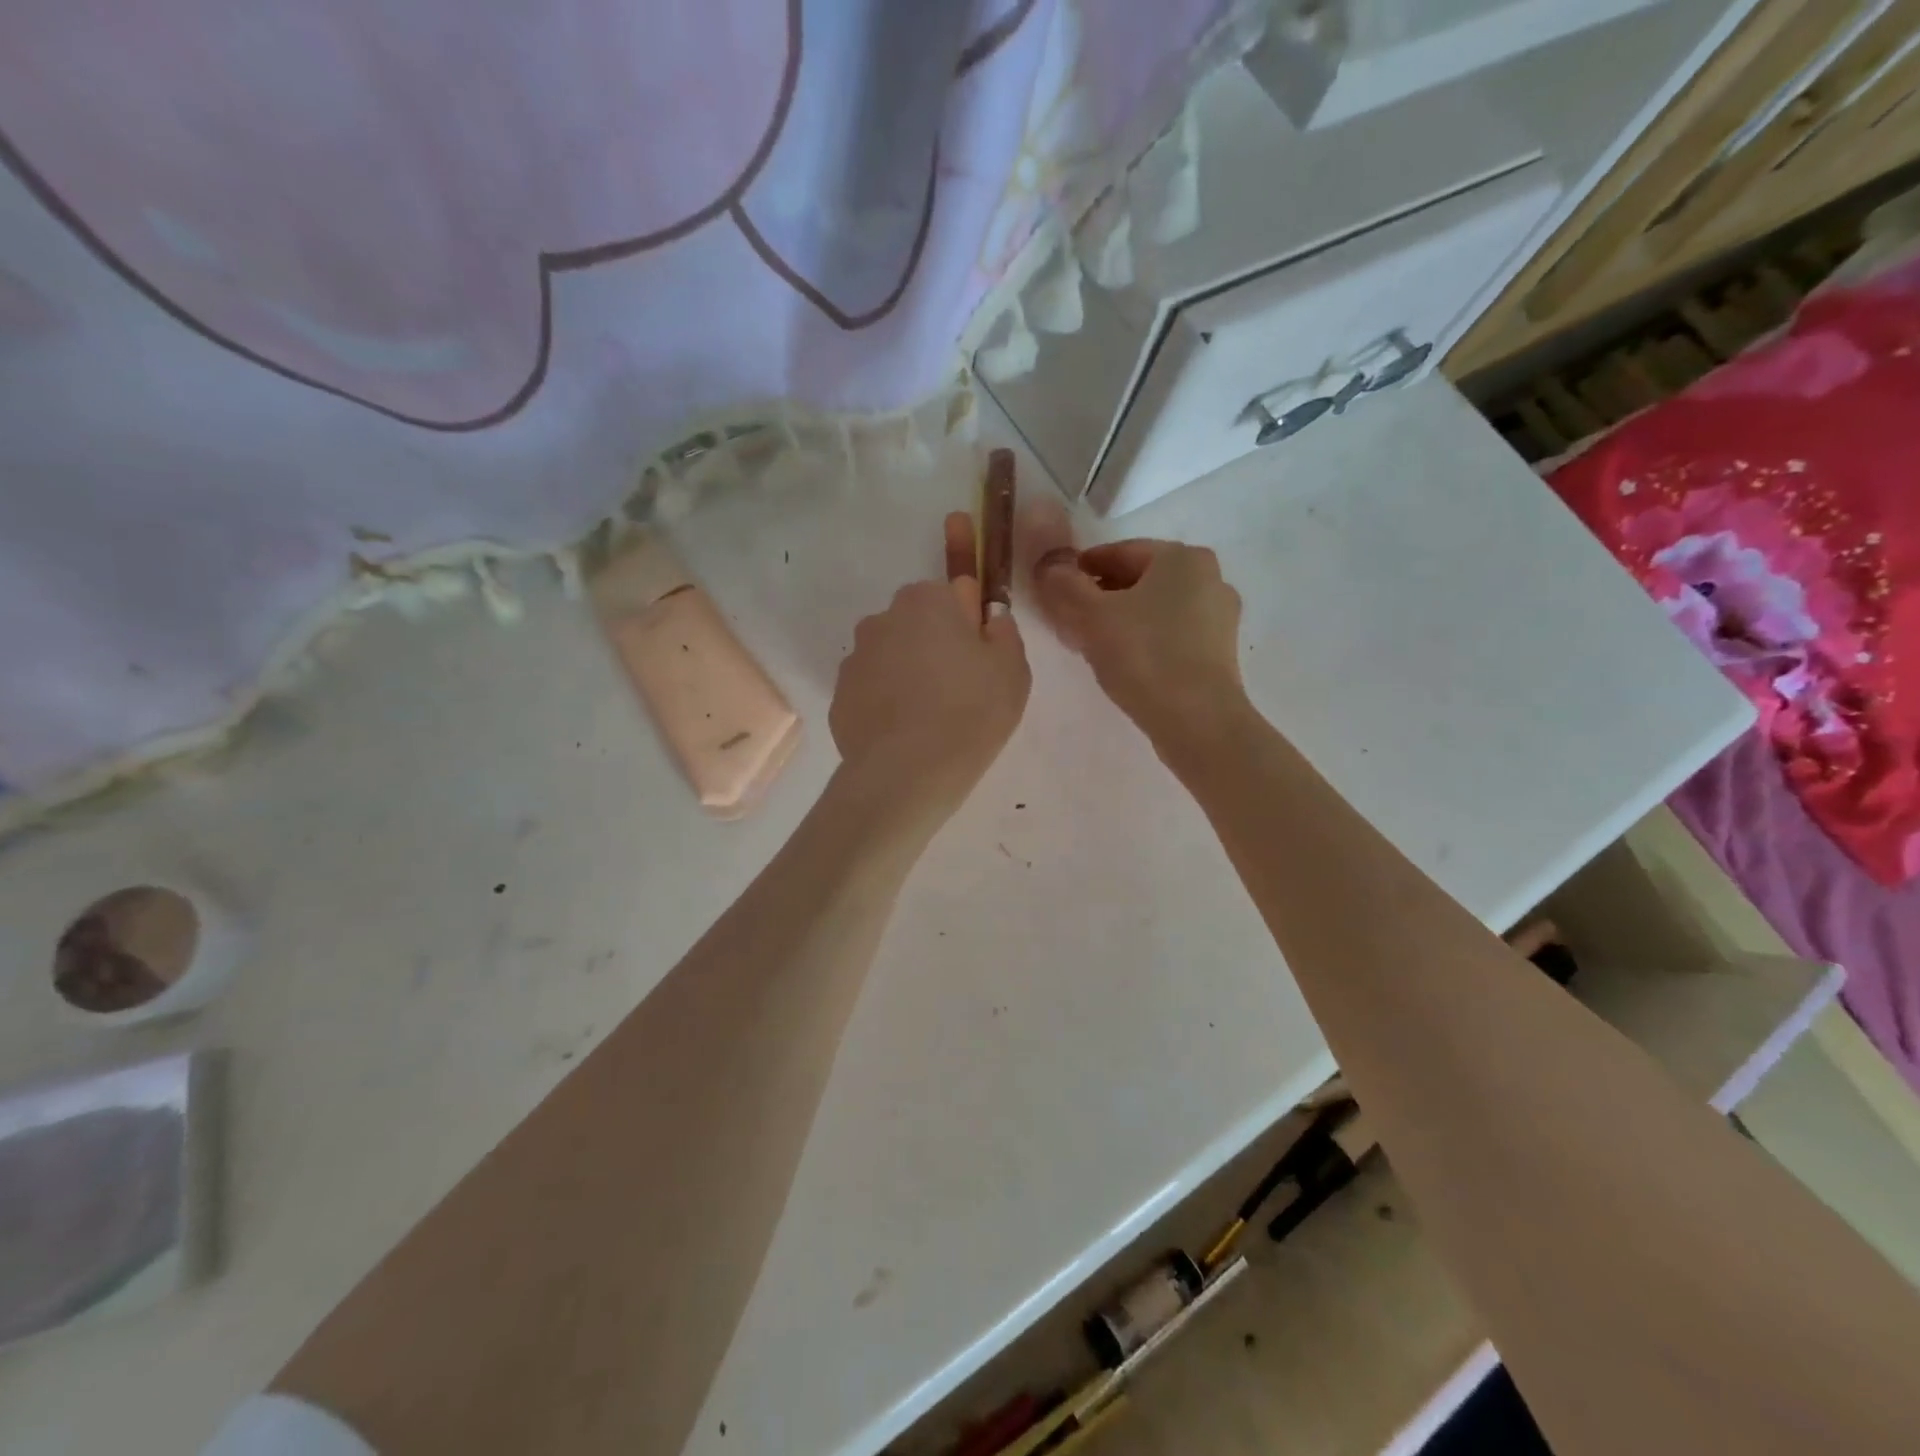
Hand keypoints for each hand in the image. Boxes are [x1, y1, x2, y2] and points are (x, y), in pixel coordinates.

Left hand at [830, 513, 1030, 824]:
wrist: (907, 773)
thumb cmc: (971, 713)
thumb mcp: (1012, 670)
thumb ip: (1002, 633)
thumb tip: (987, 617)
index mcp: (929, 601)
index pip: (952, 585)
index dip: (966, 606)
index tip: (972, 621)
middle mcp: (885, 617)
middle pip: (919, 621)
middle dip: (937, 641)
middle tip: (962, 684)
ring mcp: (857, 656)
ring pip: (893, 653)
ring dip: (910, 670)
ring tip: (932, 716)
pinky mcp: (840, 693)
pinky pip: (873, 686)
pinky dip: (888, 700)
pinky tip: (905, 731)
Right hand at [1031, 533, 1244, 749]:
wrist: (1197, 719)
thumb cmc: (1143, 655)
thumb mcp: (1090, 616)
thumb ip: (1064, 585)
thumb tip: (1049, 566)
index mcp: (1181, 557)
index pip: (1119, 552)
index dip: (1082, 569)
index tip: (1056, 591)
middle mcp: (1209, 577)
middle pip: (1140, 580)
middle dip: (1102, 595)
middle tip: (1070, 619)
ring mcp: (1219, 617)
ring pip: (1156, 608)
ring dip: (1122, 619)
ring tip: (1091, 643)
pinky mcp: (1220, 652)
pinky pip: (1172, 633)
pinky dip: (1145, 639)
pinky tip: (1123, 661)